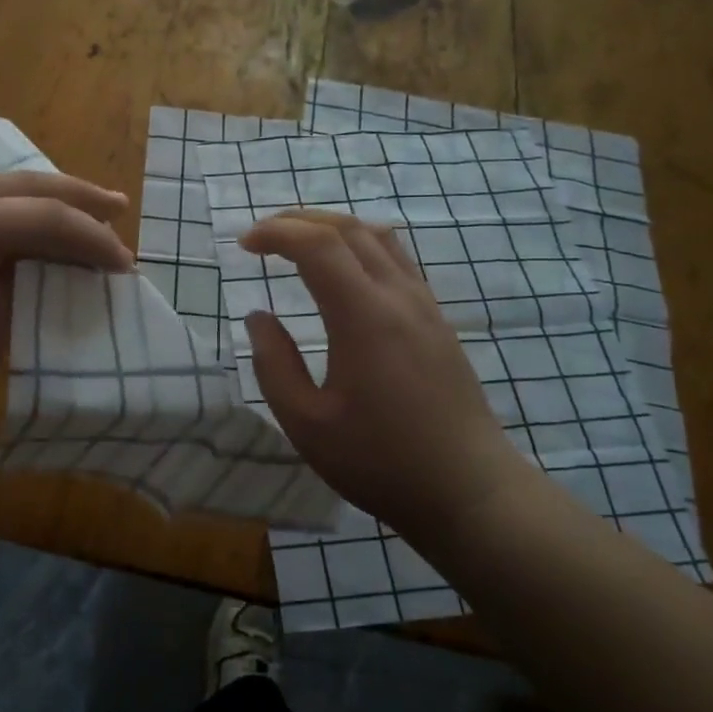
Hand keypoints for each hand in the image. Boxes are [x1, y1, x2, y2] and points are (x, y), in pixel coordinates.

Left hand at [0, 172, 132, 456]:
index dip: (89, 235)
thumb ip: (35, 278)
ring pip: (4, 191)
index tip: (125, 264)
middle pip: (22, 185)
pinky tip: (49, 227)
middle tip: (120, 207)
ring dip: (52, 202)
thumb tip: (74, 261)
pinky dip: (25, 217)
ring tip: (96, 212)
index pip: (38, 213)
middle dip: (76, 196)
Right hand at [240, 211, 527, 537]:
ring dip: (333, 228)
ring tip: (299, 244)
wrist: (468, 491)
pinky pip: (397, 260)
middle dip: (299, 220)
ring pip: (378, 238)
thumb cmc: (380, 462)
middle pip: (349, 229)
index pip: (318, 245)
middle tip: (262, 236)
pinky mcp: (437, 320)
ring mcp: (425, 305)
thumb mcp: (307, 424)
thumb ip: (274, 365)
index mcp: (364, 317)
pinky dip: (359, 246)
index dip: (276, 233)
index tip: (244, 245)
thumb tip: (258, 317)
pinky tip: (344, 273)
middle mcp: (399, 297)